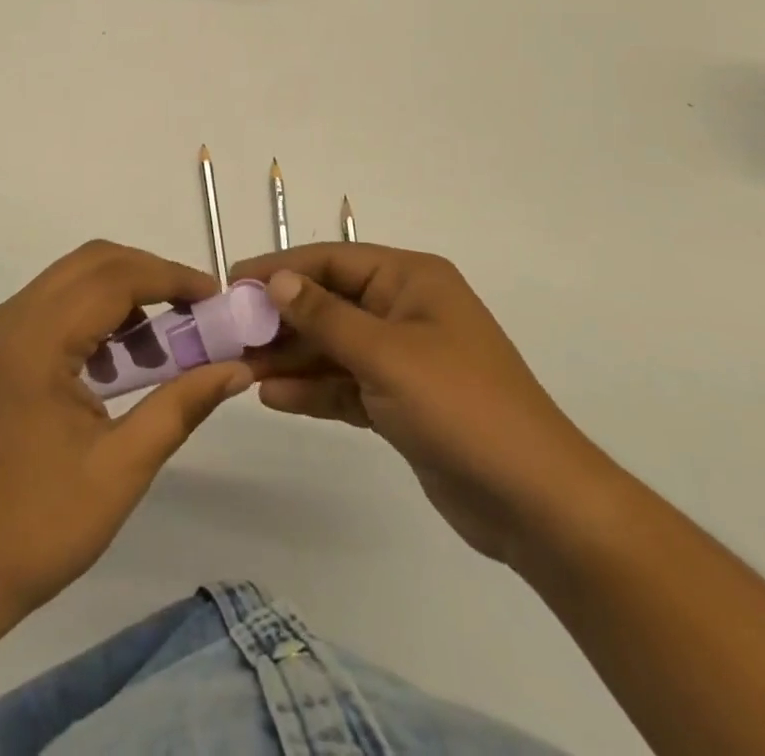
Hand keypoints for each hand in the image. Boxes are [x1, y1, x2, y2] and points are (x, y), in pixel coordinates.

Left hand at [0, 241, 251, 618]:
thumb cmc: (39, 526)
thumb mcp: (122, 468)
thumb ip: (181, 405)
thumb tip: (237, 368)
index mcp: (37, 339)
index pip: (115, 277)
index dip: (172, 277)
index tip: (217, 296)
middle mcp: (12, 318)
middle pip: (93, 263)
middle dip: (150, 276)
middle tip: (195, 312)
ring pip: (72, 279)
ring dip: (123, 294)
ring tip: (163, 345)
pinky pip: (54, 306)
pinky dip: (94, 314)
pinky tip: (119, 361)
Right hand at [238, 243, 613, 567]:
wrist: (535, 503)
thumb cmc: (461, 407)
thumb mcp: (387, 355)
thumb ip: (326, 316)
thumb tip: (276, 281)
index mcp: (411, 280)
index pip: (332, 260)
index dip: (281, 268)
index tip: (233, 279)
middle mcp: (405, 310)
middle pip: (329, 303)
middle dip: (281, 319)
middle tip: (229, 333)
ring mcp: (403, 358)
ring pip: (333, 346)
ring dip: (291, 357)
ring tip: (241, 368)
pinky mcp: (400, 402)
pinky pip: (345, 384)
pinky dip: (313, 390)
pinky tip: (272, 397)